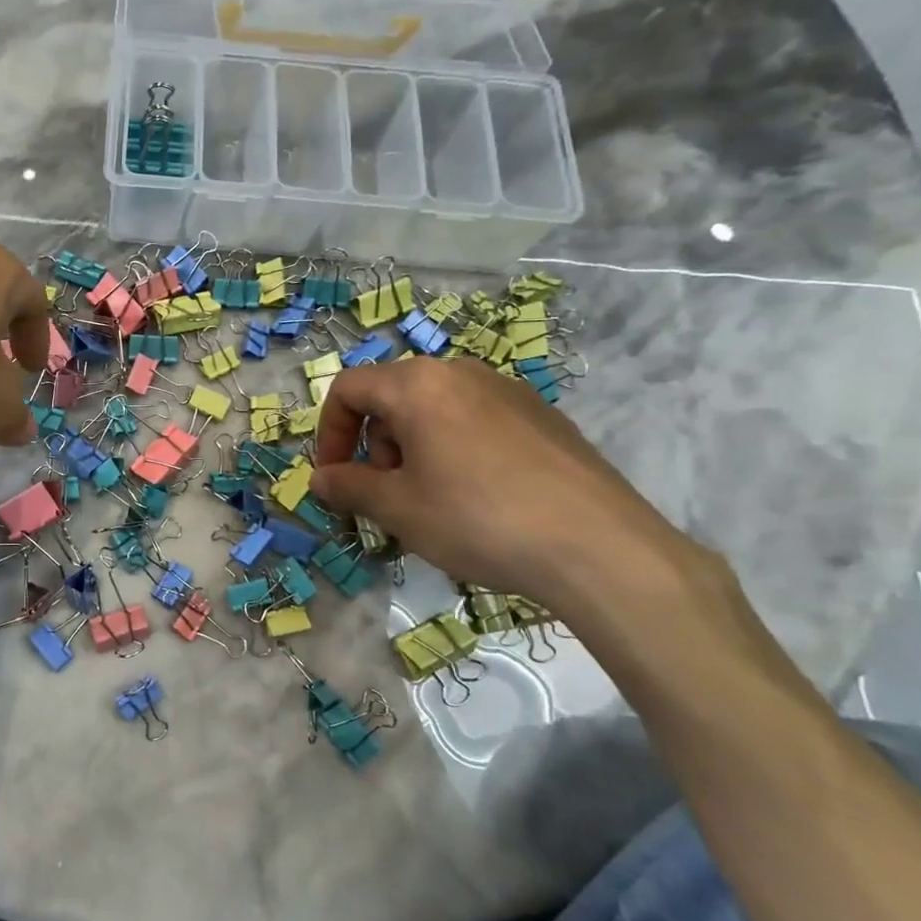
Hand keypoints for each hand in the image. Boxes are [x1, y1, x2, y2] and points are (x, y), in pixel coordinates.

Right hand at [310, 357, 702, 618]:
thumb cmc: (478, 519)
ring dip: (413, 447)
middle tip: (386, 493)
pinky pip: (477, 421)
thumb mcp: (398, 509)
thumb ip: (349, 487)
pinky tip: (480, 497)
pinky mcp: (543, 416)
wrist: (599, 547)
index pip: (348, 389)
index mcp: (417, 385)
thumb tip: (321, 480)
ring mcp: (508, 390)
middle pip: (393, 396)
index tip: (335, 478)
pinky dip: (455, 448)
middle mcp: (461, 373)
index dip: (329, 432)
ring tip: (432, 499)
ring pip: (436, 408)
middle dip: (375, 443)